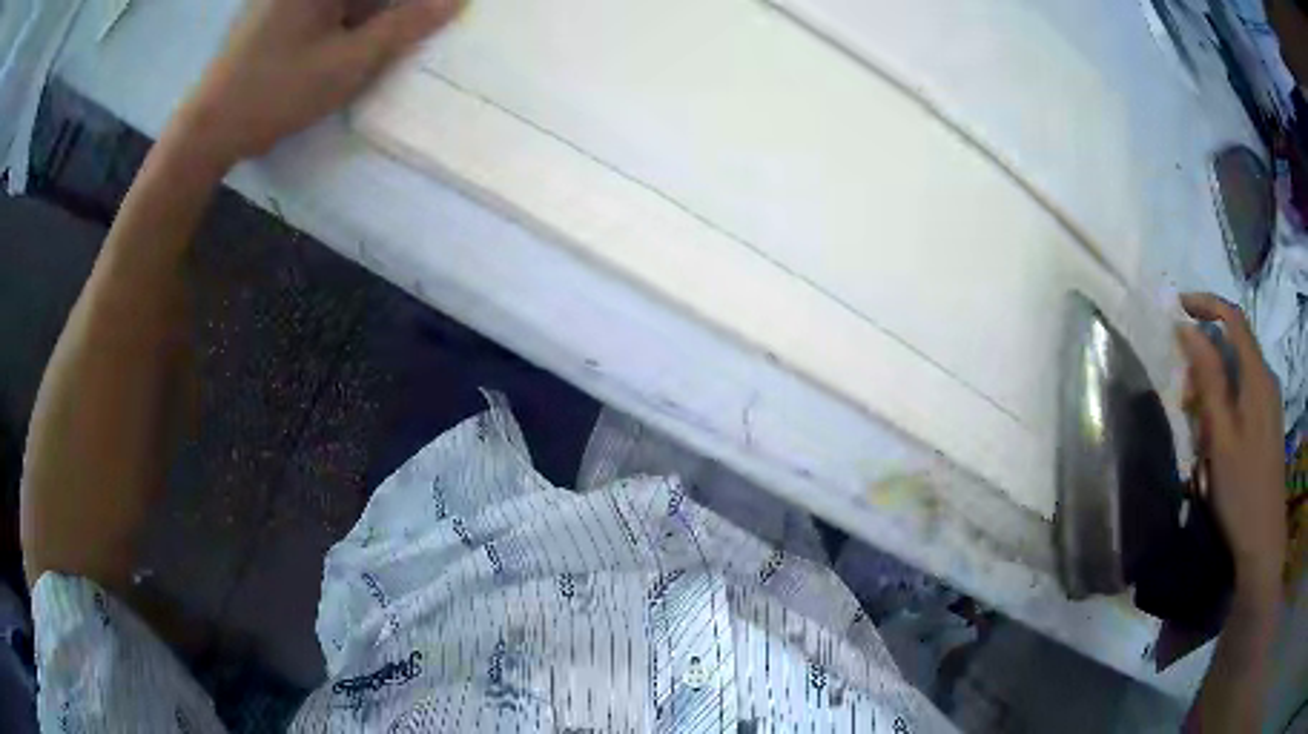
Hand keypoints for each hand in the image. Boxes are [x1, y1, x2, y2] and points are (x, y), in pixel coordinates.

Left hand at [171, 0, 460, 169]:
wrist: (206, 129)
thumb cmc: (275, 93)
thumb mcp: (348, 63)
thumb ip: (404, 27)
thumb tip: (456, 2)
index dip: (409, 6)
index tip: (434, 14)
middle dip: (389, 11)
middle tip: (411, 29)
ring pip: (345, 2)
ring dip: (366, 17)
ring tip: (366, 52)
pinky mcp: (272, 10)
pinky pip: (322, 10)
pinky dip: (341, 22)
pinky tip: (342, 49)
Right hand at [1177, 293, 1285, 599]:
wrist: (1263, 543)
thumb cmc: (1242, 491)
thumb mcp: (1221, 437)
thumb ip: (1208, 379)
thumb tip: (1187, 329)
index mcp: (1257, 377)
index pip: (1233, 318)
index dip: (1207, 303)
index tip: (1178, 306)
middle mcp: (1267, 380)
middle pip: (1235, 347)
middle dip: (1206, 359)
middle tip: (1184, 397)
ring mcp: (1270, 404)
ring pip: (1239, 374)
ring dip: (1215, 387)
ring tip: (1198, 427)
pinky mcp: (1268, 425)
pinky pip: (1245, 396)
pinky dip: (1226, 403)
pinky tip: (1216, 439)